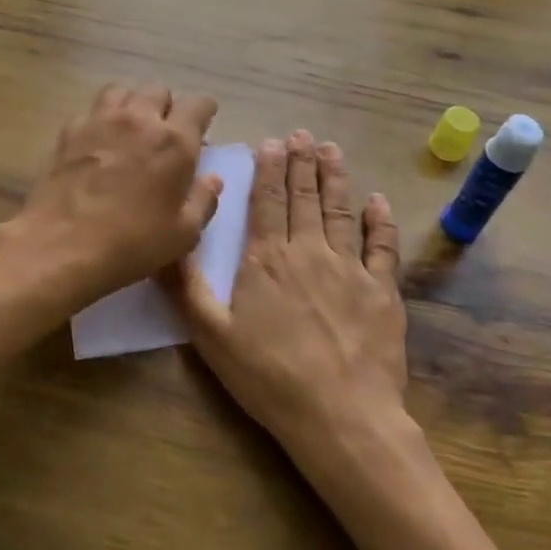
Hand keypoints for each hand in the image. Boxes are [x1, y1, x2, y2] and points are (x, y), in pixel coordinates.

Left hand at [6, 82, 220, 311]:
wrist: (62, 245)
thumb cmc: (131, 243)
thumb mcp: (182, 234)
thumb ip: (202, 201)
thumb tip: (213, 178)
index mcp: (174, 142)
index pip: (197, 105)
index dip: (204, 110)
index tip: (204, 121)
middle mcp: (138, 120)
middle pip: (157, 90)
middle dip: (166, 105)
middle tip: (165, 129)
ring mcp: (99, 121)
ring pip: (121, 91)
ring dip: (132, 103)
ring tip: (131, 126)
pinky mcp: (69, 132)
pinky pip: (90, 111)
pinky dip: (100, 119)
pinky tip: (98, 141)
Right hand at [170, 131, 407, 469]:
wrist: (341, 416)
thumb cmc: (269, 377)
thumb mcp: (211, 336)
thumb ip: (187, 287)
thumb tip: (168, 243)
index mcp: (267, 260)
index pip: (266, 203)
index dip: (268, 171)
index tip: (272, 142)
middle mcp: (308, 252)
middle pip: (303, 198)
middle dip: (301, 163)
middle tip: (302, 134)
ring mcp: (350, 269)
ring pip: (339, 211)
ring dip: (334, 178)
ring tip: (331, 150)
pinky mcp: (382, 290)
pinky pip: (381, 247)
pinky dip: (379, 221)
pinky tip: (377, 200)